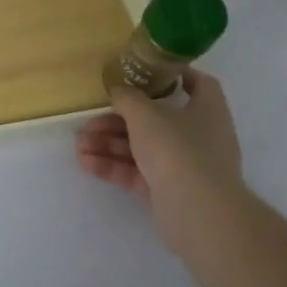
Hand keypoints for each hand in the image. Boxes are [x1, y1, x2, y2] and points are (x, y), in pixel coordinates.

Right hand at [75, 68, 243, 254]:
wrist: (198, 213)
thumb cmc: (177, 149)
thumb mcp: (145, 114)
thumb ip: (127, 98)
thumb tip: (118, 90)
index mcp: (206, 110)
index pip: (199, 84)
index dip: (175, 75)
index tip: (144, 73)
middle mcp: (199, 136)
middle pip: (155, 120)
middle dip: (118, 120)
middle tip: (90, 119)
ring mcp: (184, 166)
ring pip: (142, 147)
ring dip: (109, 144)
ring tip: (80, 144)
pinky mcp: (168, 191)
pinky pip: (137, 173)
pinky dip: (113, 166)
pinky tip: (86, 162)